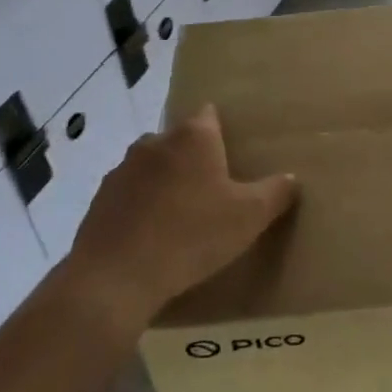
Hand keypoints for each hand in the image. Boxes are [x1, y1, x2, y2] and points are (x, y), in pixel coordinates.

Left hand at [62, 106, 298, 334]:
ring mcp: (123, 168)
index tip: (233, 152)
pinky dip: (140, 207)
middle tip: (213, 191)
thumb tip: (291, 178)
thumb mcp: (249, 217)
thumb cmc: (192, 235)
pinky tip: (151, 237)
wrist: (116, 277)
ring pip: (152, 166)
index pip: (210, 114)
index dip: (222, 130)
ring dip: (165, 183)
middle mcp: (155, 141)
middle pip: (180, 140)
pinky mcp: (100, 198)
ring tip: (181, 217)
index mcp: (193, 137)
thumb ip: (276, 192)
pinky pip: (129, 194)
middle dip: (194, 159)